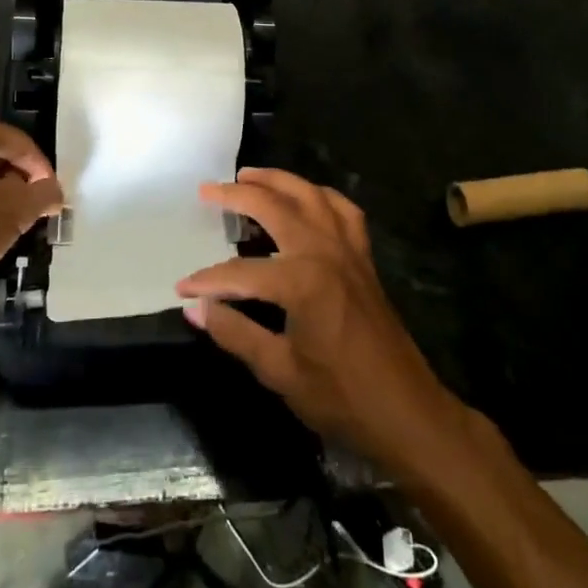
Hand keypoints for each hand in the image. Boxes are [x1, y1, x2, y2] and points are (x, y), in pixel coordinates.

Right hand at [177, 169, 467, 475]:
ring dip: (278, 181)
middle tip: (207, 189)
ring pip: (310, 195)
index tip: (182, 287)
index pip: (240, 273)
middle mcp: (324, 252)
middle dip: (237, 195)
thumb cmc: (341, 397)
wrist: (405, 411)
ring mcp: (348, 249)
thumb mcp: (279, 371)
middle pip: (274, 207)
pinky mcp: (363, 257)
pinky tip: (306, 199)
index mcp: (302, 281)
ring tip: (249, 176)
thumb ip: (234, 333)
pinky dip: (320, 196)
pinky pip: (342, 210)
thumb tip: (195, 309)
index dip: (207, 280)